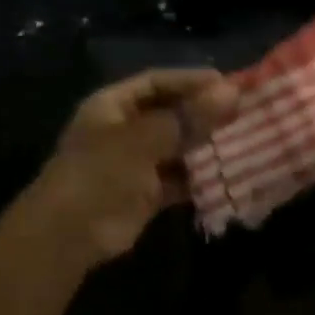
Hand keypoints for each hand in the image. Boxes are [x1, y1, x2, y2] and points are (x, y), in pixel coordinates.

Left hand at [21, 68, 239, 265]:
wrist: (69, 234)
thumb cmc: (101, 173)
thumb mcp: (145, 139)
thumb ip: (188, 117)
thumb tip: (232, 91)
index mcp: (113, 106)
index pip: (157, 82)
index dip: (191, 80)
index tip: (229, 83)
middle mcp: (125, 130)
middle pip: (171, 114)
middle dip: (205, 114)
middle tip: (245, 112)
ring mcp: (136, 163)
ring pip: (178, 148)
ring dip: (207, 147)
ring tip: (245, 141)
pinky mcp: (147, 194)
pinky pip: (179, 180)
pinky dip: (201, 179)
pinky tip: (229, 175)